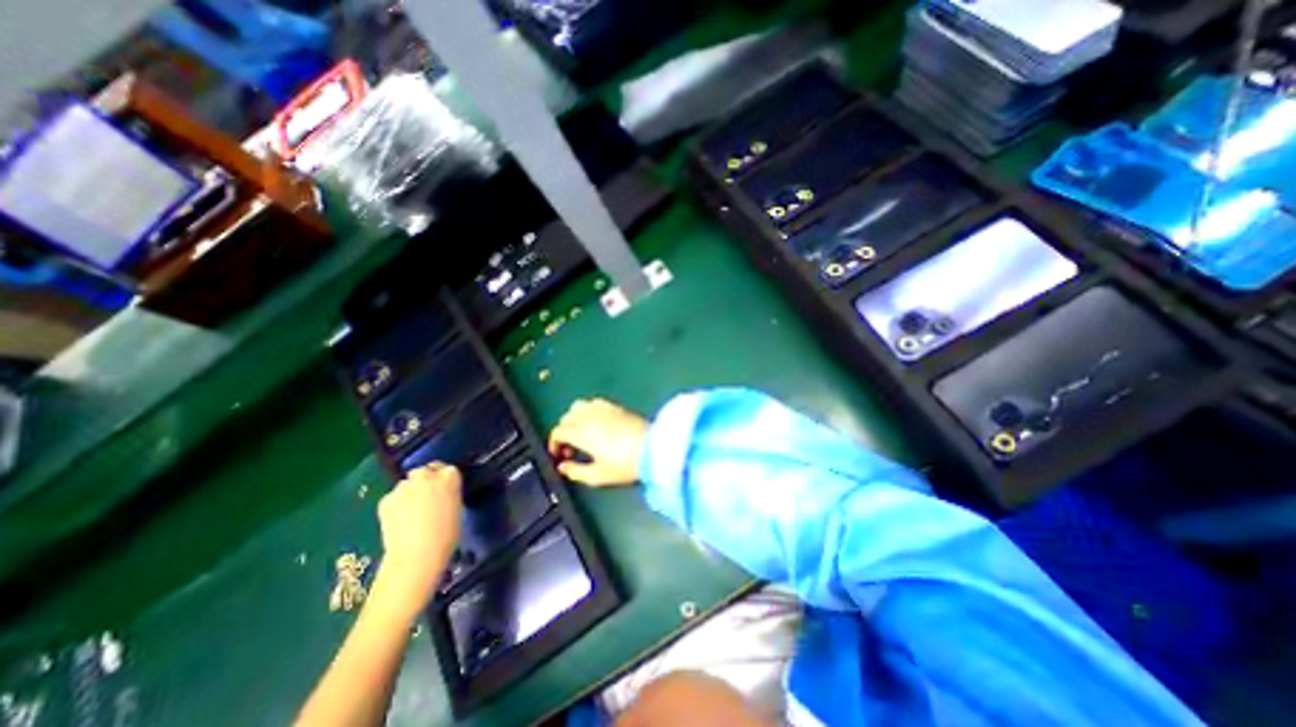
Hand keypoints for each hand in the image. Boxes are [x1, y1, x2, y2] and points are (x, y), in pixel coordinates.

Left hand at [378, 465, 463, 608]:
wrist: (417, 555)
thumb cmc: (446, 534)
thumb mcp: (457, 507)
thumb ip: (449, 493)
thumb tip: (441, 493)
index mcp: (449, 477)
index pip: (447, 469)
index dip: (443, 479)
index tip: (443, 490)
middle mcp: (426, 476)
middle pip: (424, 471)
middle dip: (424, 480)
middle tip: (426, 497)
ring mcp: (404, 487)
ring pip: (406, 483)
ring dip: (409, 492)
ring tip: (410, 511)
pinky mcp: (386, 500)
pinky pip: (393, 497)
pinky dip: (395, 505)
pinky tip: (398, 520)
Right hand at [546, 399, 647, 485]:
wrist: (653, 449)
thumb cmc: (624, 464)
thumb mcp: (597, 476)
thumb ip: (575, 472)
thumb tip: (562, 467)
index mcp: (581, 432)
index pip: (558, 431)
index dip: (554, 444)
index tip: (559, 456)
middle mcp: (588, 416)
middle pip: (566, 417)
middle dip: (564, 431)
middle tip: (571, 448)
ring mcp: (603, 408)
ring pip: (578, 406)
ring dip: (574, 418)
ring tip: (582, 433)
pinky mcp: (615, 406)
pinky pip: (594, 403)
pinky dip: (588, 410)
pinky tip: (596, 423)